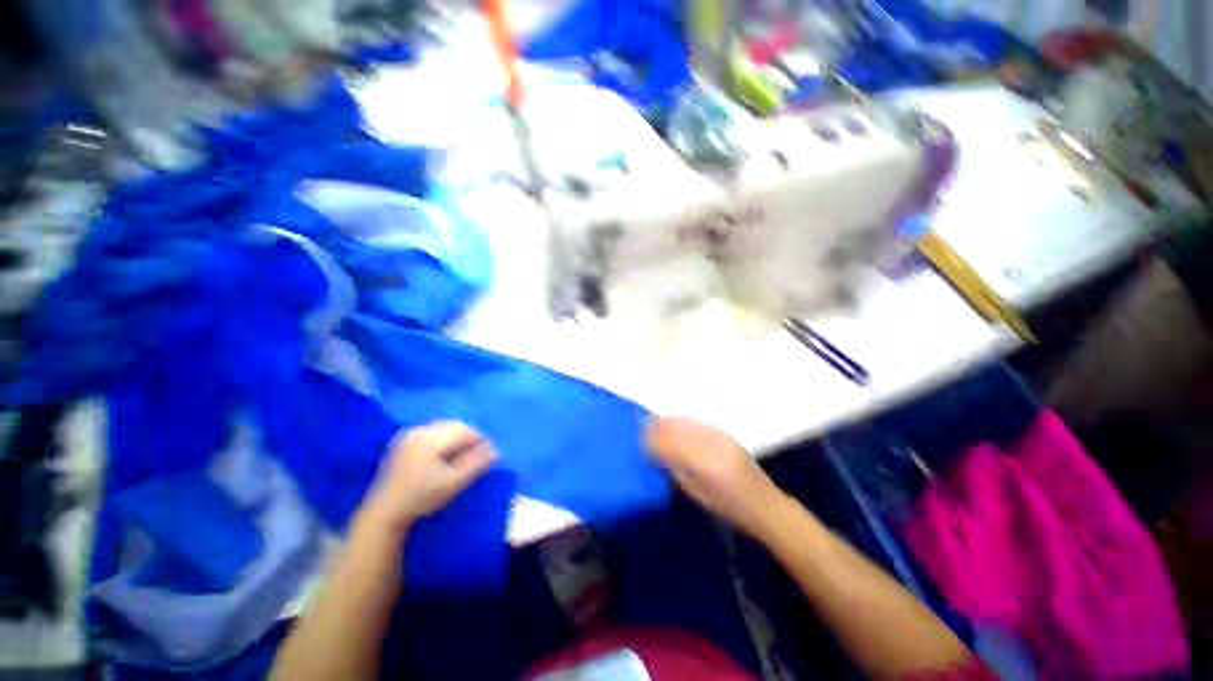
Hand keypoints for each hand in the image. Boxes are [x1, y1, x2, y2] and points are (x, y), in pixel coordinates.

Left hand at [360, 422, 497, 533]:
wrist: (385, 514)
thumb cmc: (421, 498)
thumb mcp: (453, 483)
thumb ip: (476, 464)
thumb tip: (496, 450)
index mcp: (430, 439)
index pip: (465, 429)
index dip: (480, 439)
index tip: (487, 455)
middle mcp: (419, 431)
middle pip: (454, 426)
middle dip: (468, 438)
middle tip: (476, 456)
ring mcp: (409, 436)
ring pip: (444, 429)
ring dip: (456, 439)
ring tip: (462, 458)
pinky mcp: (404, 442)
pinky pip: (432, 433)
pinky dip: (443, 441)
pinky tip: (444, 457)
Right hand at [646, 416, 787, 537]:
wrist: (764, 504)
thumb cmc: (728, 507)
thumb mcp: (696, 494)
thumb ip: (675, 471)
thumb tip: (657, 455)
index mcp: (700, 465)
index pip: (669, 446)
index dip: (652, 441)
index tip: (640, 441)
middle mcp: (709, 446)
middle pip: (677, 430)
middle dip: (658, 428)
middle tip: (645, 428)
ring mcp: (719, 438)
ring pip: (688, 423)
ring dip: (671, 422)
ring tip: (658, 423)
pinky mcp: (726, 435)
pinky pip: (699, 423)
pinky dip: (686, 422)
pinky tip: (679, 423)